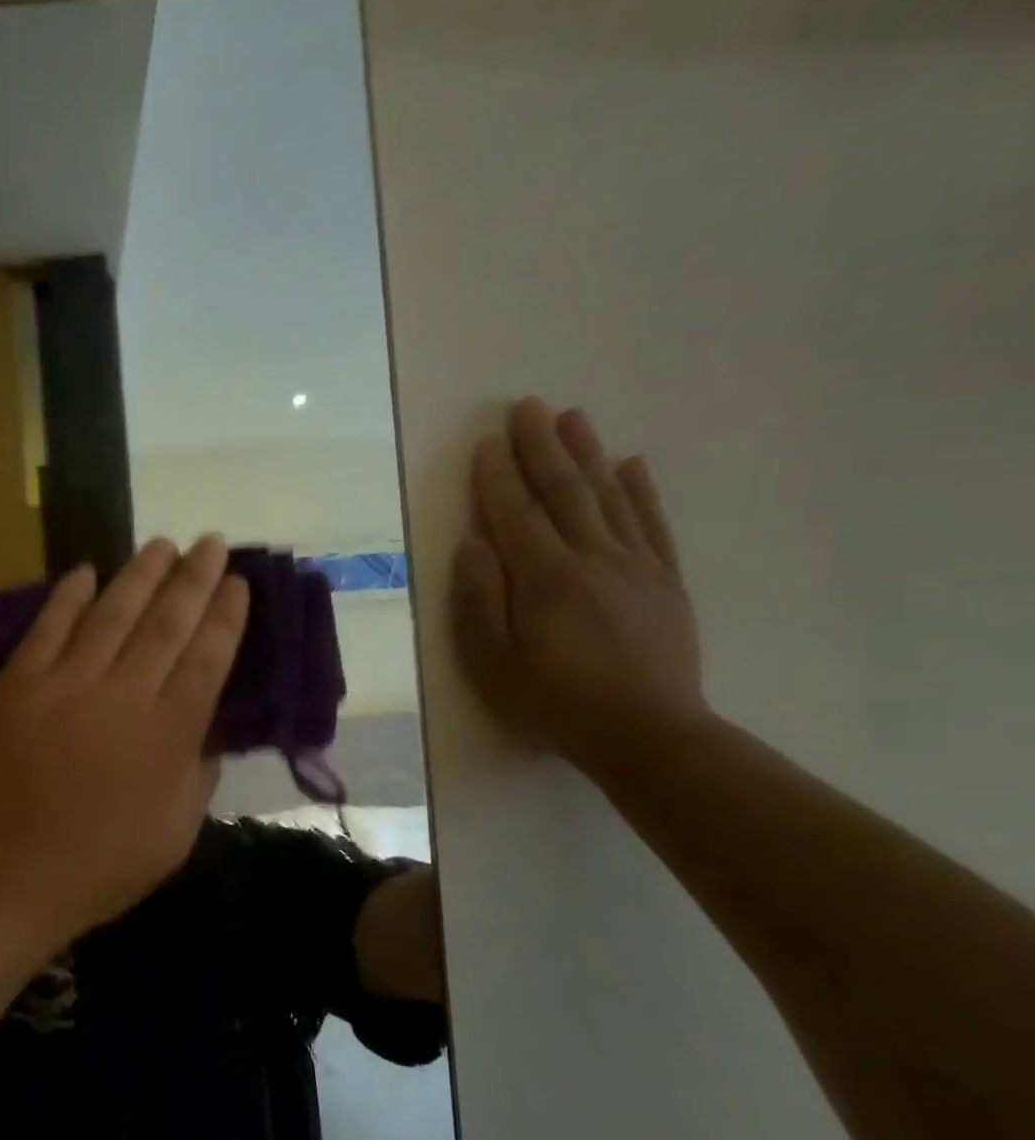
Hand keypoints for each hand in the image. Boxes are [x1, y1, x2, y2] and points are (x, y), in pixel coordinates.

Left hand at [0, 536, 249, 948]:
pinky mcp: (19, 684)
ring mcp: (65, 684)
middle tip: (211, 542)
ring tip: (162, 544)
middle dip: (194, 578)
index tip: (238, 583)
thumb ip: (198, 776)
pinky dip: (68, 596)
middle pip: (166, 623)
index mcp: (168, 736)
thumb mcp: (174, 837)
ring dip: (139, 574)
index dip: (225, 616)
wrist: (3, 875)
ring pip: (111, 614)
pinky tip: (85, 570)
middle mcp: (122, 696)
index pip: (207, 658)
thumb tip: (209, 729)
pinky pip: (48, 628)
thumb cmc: (97, 868)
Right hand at [452, 397, 705, 777]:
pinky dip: (641, 491)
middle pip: (564, 492)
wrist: (648, 734)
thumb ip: (481, 601)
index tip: (486, 442)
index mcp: (546, 579)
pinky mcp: (665, 581)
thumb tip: (474, 545)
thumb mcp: (495, 663)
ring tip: (572, 417)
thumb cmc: (555, 703)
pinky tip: (631, 464)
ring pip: (609, 497)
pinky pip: (651, 524)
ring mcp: (635, 566)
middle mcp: (592, 559)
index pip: (516, 514)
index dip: (498, 477)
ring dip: (587, 453)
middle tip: (527, 406)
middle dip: (542, 447)